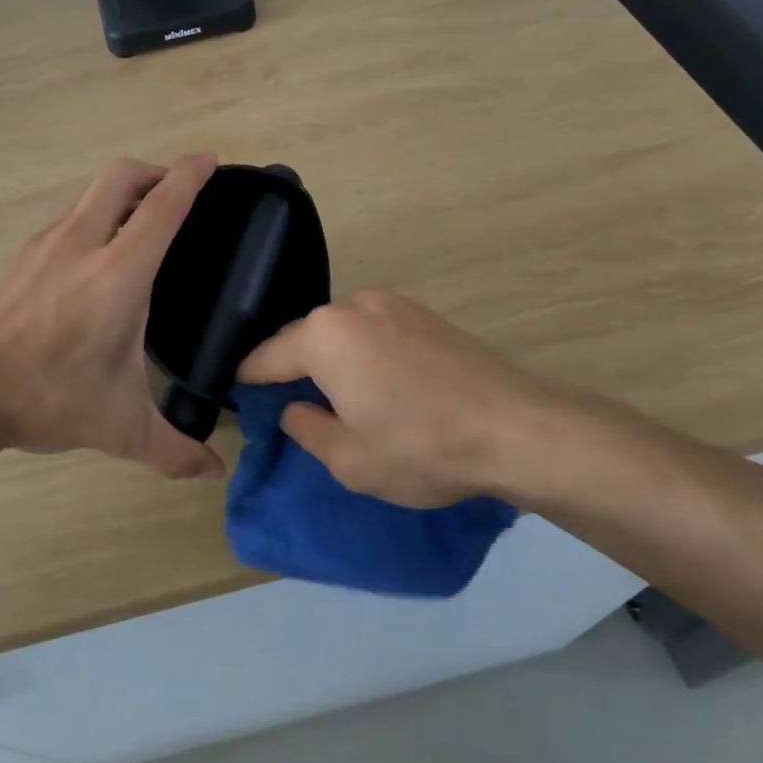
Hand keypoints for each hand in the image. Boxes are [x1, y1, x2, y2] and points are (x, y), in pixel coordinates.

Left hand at [0, 154, 222, 479]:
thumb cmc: (48, 396)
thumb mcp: (119, 427)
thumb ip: (173, 450)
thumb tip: (214, 474)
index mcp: (119, 274)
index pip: (163, 206)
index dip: (190, 175)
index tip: (209, 159)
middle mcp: (82, 243)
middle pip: (120, 176)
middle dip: (154, 171)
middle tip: (175, 193)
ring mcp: (44, 244)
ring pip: (89, 194)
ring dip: (120, 194)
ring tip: (139, 225)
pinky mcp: (19, 255)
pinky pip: (66, 219)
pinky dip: (91, 218)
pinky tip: (92, 260)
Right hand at [237, 290, 624, 508]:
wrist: (519, 428)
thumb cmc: (422, 446)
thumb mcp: (347, 458)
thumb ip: (305, 428)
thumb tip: (295, 409)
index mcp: (323, 335)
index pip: (264, 357)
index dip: (248, 382)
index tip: (242, 401)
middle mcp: (352, 306)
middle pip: (303, 339)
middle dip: (294, 371)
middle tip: (296, 409)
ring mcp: (392, 304)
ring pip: (340, 334)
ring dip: (333, 361)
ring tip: (344, 400)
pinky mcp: (424, 313)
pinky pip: (374, 332)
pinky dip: (365, 355)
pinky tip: (384, 387)